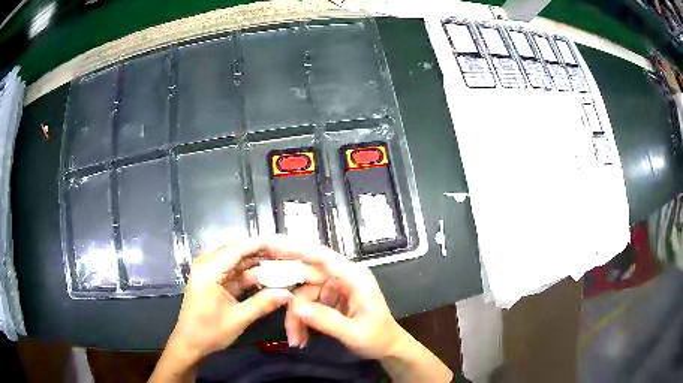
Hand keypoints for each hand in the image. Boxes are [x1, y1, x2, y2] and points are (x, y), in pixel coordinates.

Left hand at [168, 240, 292, 362]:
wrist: (190, 344)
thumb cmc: (209, 332)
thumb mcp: (238, 319)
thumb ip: (263, 304)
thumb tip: (289, 294)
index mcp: (208, 270)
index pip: (237, 249)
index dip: (260, 244)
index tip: (282, 242)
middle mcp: (207, 265)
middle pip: (237, 252)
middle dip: (261, 252)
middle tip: (285, 253)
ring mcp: (210, 272)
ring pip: (237, 261)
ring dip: (257, 263)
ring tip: (280, 263)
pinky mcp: (214, 281)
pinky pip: (234, 272)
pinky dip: (250, 274)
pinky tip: (267, 276)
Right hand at [263, 237, 408, 359]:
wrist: (389, 348)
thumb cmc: (378, 338)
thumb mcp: (354, 333)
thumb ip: (326, 320)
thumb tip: (296, 307)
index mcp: (354, 277)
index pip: (322, 256)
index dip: (295, 248)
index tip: (271, 246)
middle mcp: (343, 277)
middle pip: (306, 278)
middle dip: (290, 300)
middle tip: (270, 305)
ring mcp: (335, 288)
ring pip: (303, 295)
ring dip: (296, 318)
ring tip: (296, 340)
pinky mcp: (330, 299)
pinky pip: (308, 305)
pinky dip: (302, 321)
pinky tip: (301, 338)